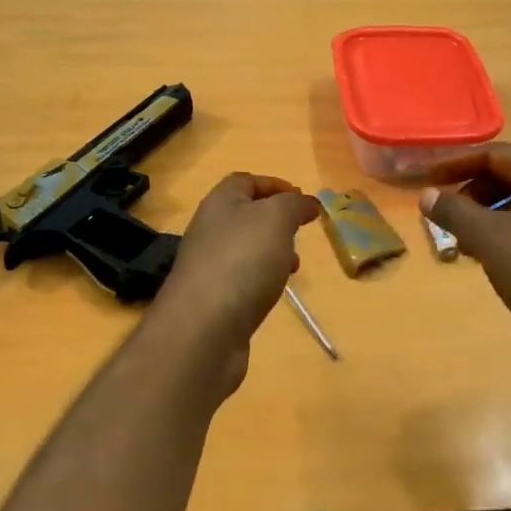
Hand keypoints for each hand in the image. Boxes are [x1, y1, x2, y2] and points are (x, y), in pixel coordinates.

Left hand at [148, 172, 320, 393]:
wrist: (203, 328)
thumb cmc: (242, 262)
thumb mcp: (276, 219)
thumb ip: (294, 205)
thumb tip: (307, 202)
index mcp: (220, 204)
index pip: (245, 181)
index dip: (274, 184)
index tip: (303, 199)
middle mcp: (209, 231)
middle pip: (244, 215)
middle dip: (275, 220)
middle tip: (301, 231)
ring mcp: (208, 266)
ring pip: (245, 249)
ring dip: (271, 252)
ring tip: (294, 265)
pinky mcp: (213, 299)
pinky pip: (242, 278)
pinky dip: (262, 279)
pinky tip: (275, 292)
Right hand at [423, 144, 510, 387]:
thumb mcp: (490, 241)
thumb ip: (455, 213)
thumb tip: (428, 194)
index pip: (494, 153)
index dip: (456, 163)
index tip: (427, 179)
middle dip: (474, 193)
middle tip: (447, 218)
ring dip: (493, 216)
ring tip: (469, 246)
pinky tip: (504, 263)